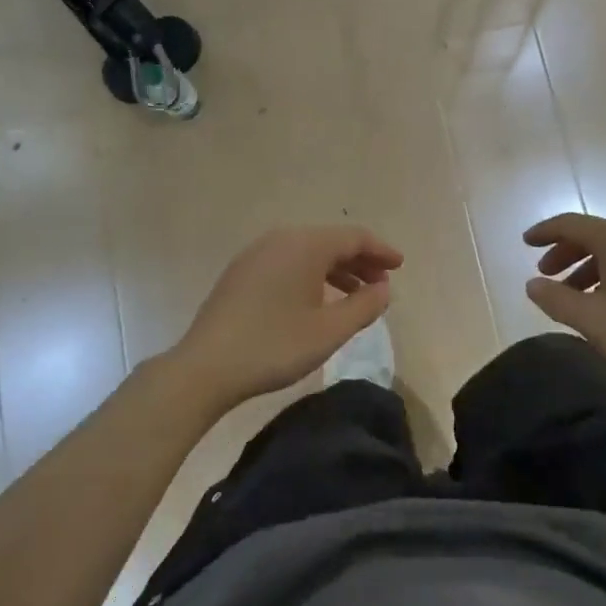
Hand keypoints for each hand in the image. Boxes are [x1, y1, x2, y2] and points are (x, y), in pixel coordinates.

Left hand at [173, 227, 401, 405]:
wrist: (204, 368)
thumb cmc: (274, 346)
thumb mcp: (329, 331)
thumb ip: (364, 306)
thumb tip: (384, 288)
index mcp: (305, 245)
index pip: (354, 237)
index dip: (381, 250)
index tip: (400, 265)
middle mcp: (281, 238)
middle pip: (331, 241)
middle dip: (360, 261)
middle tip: (382, 284)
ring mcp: (257, 253)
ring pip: (308, 252)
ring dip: (336, 270)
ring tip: (355, 296)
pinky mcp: (242, 272)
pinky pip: (288, 262)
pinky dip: (311, 275)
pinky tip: (317, 300)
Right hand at [524, 213, 605, 399]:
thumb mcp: (591, 320)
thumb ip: (555, 299)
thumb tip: (532, 284)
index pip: (572, 224)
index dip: (545, 232)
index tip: (524, 243)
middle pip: (593, 235)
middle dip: (565, 252)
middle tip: (545, 274)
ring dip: (587, 267)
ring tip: (572, 296)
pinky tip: (605, 303)